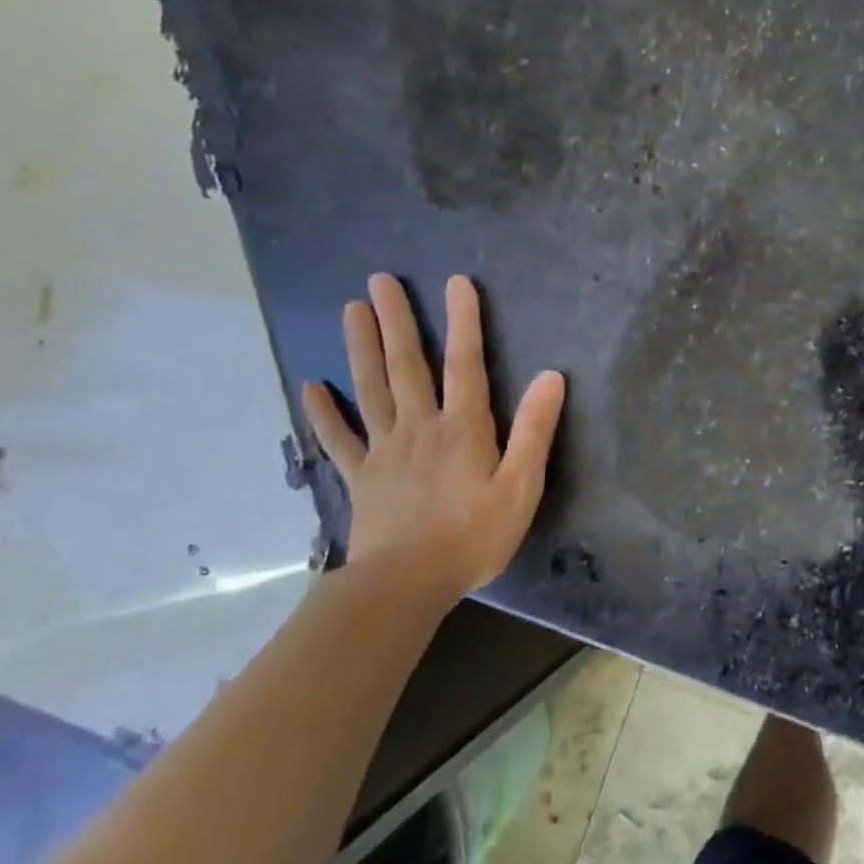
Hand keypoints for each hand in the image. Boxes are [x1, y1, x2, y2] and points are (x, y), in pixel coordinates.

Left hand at [302, 273, 565, 601]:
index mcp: (463, 428)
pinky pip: (339, 439)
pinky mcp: (361, 478)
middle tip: (380, 280)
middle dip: (397, 321)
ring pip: (370, 389)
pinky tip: (312, 386)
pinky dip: (324, 412)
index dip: (463, 321)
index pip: (466, 364)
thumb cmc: (474, 536)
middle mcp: (419, 427)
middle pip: (407, 366)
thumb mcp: (521, 486)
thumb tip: (551, 376)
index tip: (456, 282)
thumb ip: (535, 430)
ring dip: (360, 348)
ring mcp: (384, 451)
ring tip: (351, 309)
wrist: (407, 583)